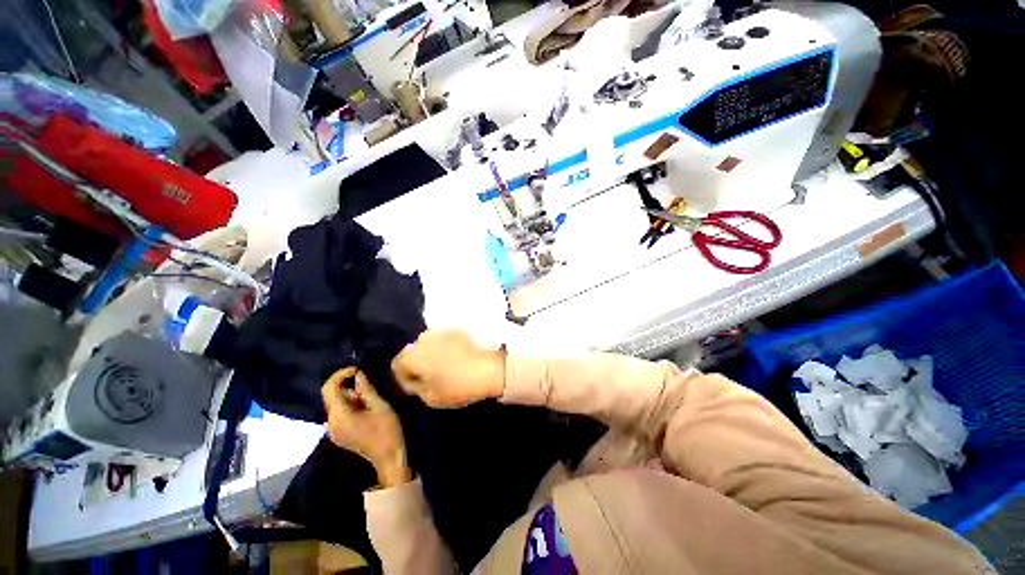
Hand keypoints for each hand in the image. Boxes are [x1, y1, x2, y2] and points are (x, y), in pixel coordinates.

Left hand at [321, 367, 410, 487]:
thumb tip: (358, 374)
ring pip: (335, 405)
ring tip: (370, 400)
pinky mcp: (337, 435)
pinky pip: (338, 414)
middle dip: (348, 388)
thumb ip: (366, 389)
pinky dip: (348, 406)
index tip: (357, 370)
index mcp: (339, 416)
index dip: (340, 375)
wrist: (388, 457)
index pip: (329, 388)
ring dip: (350, 397)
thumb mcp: (380, 405)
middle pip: (331, 397)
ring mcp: (332, 431)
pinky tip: (364, 410)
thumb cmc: (387, 429)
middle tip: (369, 388)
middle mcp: (330, 423)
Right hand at [392, 329, 505, 408]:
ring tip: (444, 367)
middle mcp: (423, 339)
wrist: (489, 368)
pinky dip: (444, 347)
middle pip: (412, 352)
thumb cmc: (458, 386)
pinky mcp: (456, 329)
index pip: (397, 365)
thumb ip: (417, 388)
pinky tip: (456, 357)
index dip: (404, 379)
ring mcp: (441, 331)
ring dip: (431, 354)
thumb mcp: (431, 398)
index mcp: (413, 356)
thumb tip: (416, 381)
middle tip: (430, 377)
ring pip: (427, 344)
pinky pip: (443, 339)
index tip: (417, 388)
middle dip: (417, 364)